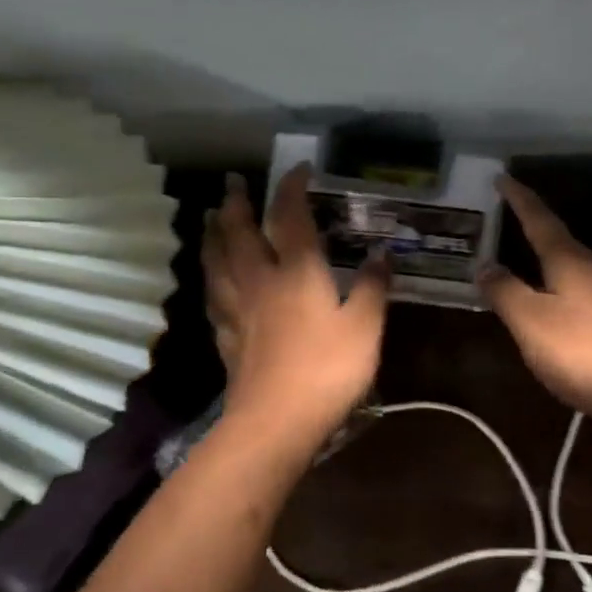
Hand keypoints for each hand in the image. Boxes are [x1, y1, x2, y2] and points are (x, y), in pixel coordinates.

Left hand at [203, 166, 389, 453]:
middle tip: (232, 181)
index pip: (290, 217)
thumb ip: (372, 287)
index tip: (298, 169)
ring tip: (210, 218)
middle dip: (236, 203)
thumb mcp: (365, 326)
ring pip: (217, 261)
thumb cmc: (327, 369)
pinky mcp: (227, 337)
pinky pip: (214, 296)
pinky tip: (212, 281)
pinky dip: (211, 278)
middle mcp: (260, 281)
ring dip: (213, 235)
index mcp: (296, 271)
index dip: (292, 188)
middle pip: (239, 233)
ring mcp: (238, 309)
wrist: (276, 422)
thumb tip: (382, 252)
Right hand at [482, 176, 591, 428]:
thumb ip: (505, 291)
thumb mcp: (530, 320)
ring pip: (574, 271)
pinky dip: (561, 293)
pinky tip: (555, 310)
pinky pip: (583, 297)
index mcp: (571, 262)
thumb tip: (485, 265)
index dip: (520, 199)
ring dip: (549, 263)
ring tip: (527, 264)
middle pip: (561, 243)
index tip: (503, 177)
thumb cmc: (582, 351)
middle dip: (536, 229)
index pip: (541, 220)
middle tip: (511, 220)